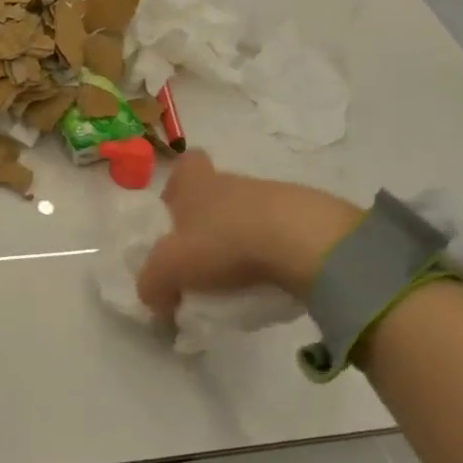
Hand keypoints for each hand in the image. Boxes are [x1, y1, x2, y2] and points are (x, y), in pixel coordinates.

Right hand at [136, 151, 362, 319]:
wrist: (304, 242)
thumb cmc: (223, 243)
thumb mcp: (170, 269)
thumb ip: (152, 284)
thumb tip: (154, 298)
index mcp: (197, 183)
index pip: (186, 164)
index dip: (179, 184)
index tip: (176, 212)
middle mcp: (234, 182)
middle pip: (217, 192)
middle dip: (209, 221)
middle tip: (202, 258)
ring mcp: (275, 196)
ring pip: (250, 214)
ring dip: (242, 239)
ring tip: (238, 278)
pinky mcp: (310, 218)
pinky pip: (282, 234)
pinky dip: (273, 254)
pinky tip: (270, 280)